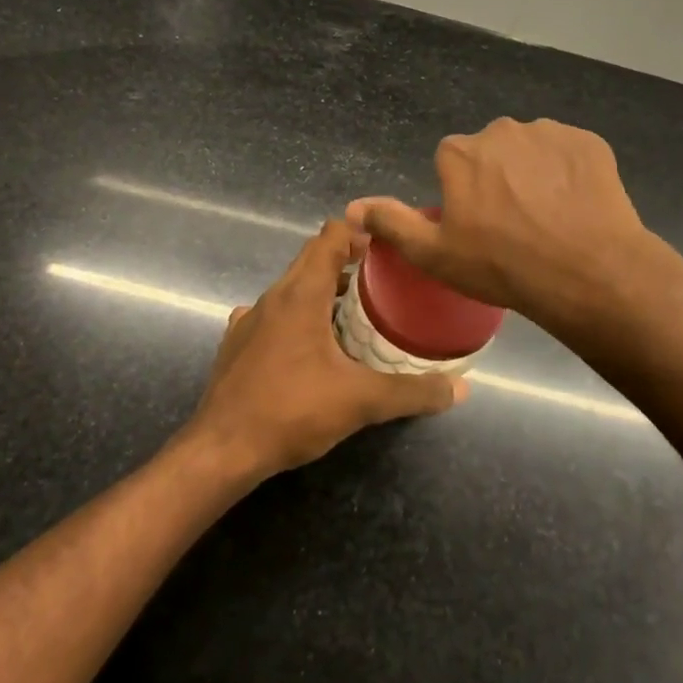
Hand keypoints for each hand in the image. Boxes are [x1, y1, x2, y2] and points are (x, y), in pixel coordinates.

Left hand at [183, 220, 466, 480]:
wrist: (221, 450)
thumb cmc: (292, 411)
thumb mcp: (361, 401)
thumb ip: (412, 392)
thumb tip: (460, 388)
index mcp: (301, 294)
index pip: (330, 238)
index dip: (359, 232)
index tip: (388, 245)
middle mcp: (272, 297)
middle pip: (311, 259)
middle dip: (347, 261)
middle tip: (383, 278)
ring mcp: (249, 320)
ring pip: (291, 289)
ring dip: (323, 290)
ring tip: (355, 312)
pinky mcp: (237, 344)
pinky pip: (273, 315)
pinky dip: (297, 317)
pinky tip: (311, 347)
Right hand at [346, 117, 662, 333]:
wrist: (586, 271)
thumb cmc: (501, 265)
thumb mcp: (434, 254)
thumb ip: (391, 223)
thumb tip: (351, 207)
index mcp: (460, 152)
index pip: (451, 162)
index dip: (462, 193)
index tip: (477, 225)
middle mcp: (501, 130)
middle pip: (491, 151)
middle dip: (497, 178)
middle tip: (513, 224)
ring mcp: (549, 132)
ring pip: (531, 150)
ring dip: (534, 173)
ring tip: (548, 218)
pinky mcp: (589, 142)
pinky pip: (569, 153)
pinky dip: (569, 173)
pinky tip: (576, 206)